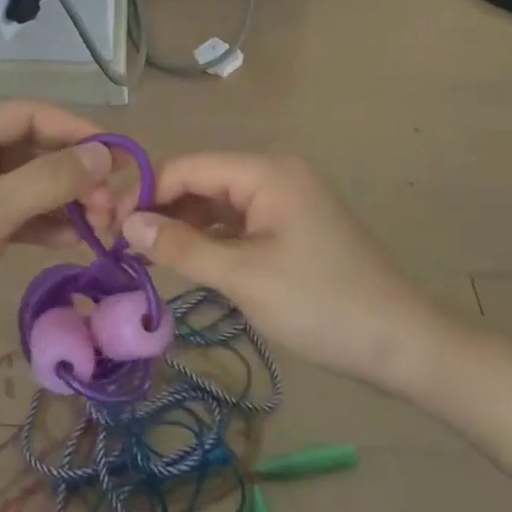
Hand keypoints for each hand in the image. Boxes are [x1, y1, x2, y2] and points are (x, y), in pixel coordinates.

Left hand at [0, 101, 115, 376]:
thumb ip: (48, 180)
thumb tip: (104, 154)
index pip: (27, 114)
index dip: (77, 131)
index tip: (121, 157)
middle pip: (30, 149)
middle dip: (73, 173)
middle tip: (112, 206)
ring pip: (26, 184)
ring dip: (65, 201)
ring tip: (103, 226)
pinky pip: (16, 214)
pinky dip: (45, 224)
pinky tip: (77, 240)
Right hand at [120, 153, 456, 396]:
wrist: (402, 344)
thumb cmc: (320, 304)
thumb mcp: (242, 276)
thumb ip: (180, 247)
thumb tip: (127, 224)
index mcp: (265, 172)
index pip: (187, 167)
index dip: (145, 192)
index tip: (108, 227)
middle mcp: (273, 175)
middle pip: (199, 181)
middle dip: (159, 208)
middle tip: (119, 244)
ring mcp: (282, 203)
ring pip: (215, 204)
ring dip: (180, 226)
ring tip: (142, 255)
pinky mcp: (287, 229)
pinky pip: (234, 224)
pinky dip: (206, 239)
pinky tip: (182, 260)